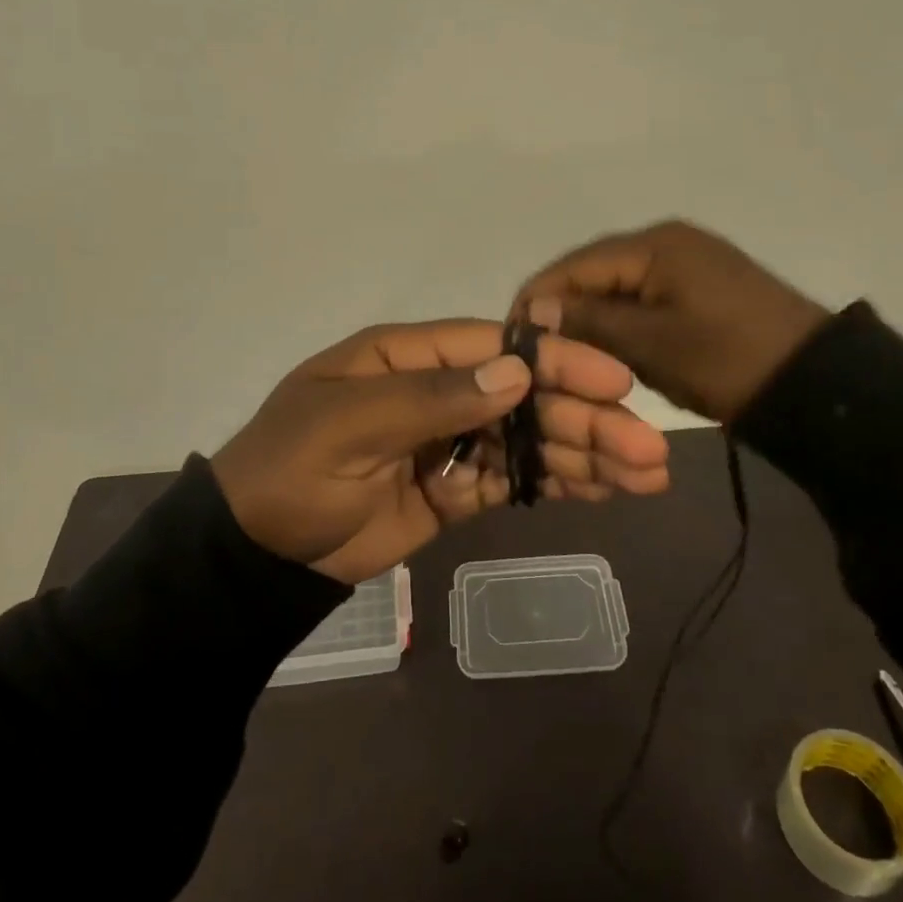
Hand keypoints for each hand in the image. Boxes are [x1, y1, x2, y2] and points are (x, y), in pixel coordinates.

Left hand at [211, 320, 671, 584]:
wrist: (253, 554)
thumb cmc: (291, 471)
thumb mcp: (348, 424)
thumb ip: (431, 397)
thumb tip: (515, 371)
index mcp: (409, 356)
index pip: (497, 347)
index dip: (557, 362)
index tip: (616, 382)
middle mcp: (438, 390)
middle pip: (525, 397)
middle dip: (587, 419)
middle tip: (649, 449)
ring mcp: (448, 443)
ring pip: (527, 440)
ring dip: (585, 454)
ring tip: (646, 476)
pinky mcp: (452, 491)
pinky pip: (511, 480)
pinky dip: (553, 484)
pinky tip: (601, 492)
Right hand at [511, 220, 830, 424]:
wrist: (816, 384)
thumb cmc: (728, 360)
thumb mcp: (650, 345)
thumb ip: (588, 322)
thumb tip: (531, 310)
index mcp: (653, 245)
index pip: (572, 266)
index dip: (536, 300)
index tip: (510, 340)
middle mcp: (665, 241)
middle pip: (592, 273)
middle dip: (561, 311)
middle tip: (537, 356)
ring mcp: (685, 262)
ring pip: (615, 288)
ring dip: (590, 320)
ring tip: (565, 357)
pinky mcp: (698, 286)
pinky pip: (642, 298)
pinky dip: (620, 323)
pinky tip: (606, 351)